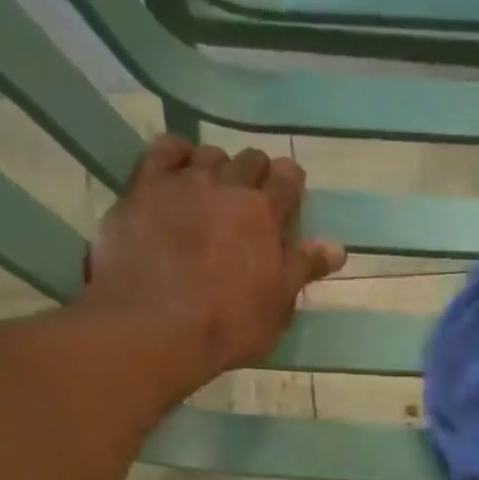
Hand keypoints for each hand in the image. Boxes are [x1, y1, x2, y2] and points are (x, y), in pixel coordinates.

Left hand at [81, 136, 344, 393]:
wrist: (156, 328)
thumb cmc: (229, 326)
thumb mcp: (278, 306)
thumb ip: (303, 269)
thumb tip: (336, 247)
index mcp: (265, 215)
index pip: (287, 179)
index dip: (290, 184)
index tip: (288, 198)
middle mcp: (227, 187)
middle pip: (249, 159)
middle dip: (255, 174)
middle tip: (251, 202)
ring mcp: (183, 184)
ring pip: (208, 153)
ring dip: (217, 168)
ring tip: (212, 193)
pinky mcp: (142, 189)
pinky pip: (163, 151)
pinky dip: (176, 154)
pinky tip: (178, 171)